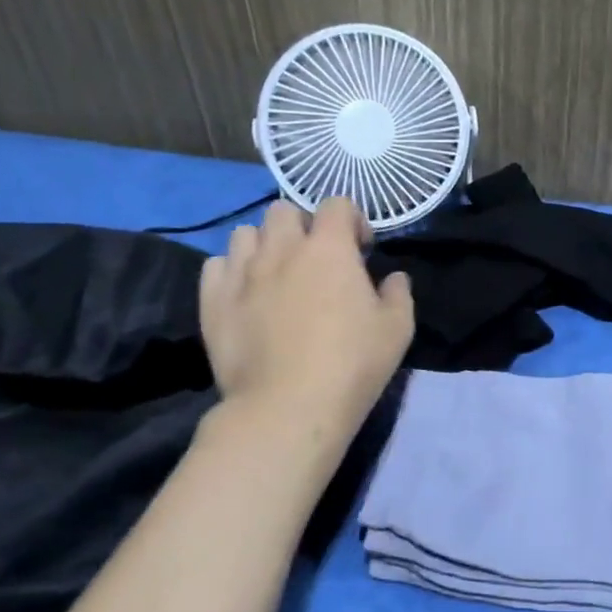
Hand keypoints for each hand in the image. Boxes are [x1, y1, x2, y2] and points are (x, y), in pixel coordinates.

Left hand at [199, 198, 413, 427]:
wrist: (288, 408)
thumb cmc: (352, 364)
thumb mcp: (398, 329)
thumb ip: (398, 294)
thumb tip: (393, 278)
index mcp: (329, 248)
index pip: (337, 204)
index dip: (352, 220)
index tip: (361, 250)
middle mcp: (282, 249)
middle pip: (284, 210)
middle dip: (303, 226)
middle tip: (316, 259)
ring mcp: (242, 273)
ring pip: (245, 232)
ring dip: (265, 244)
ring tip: (277, 273)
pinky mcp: (213, 301)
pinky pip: (215, 265)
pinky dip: (232, 270)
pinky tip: (246, 293)